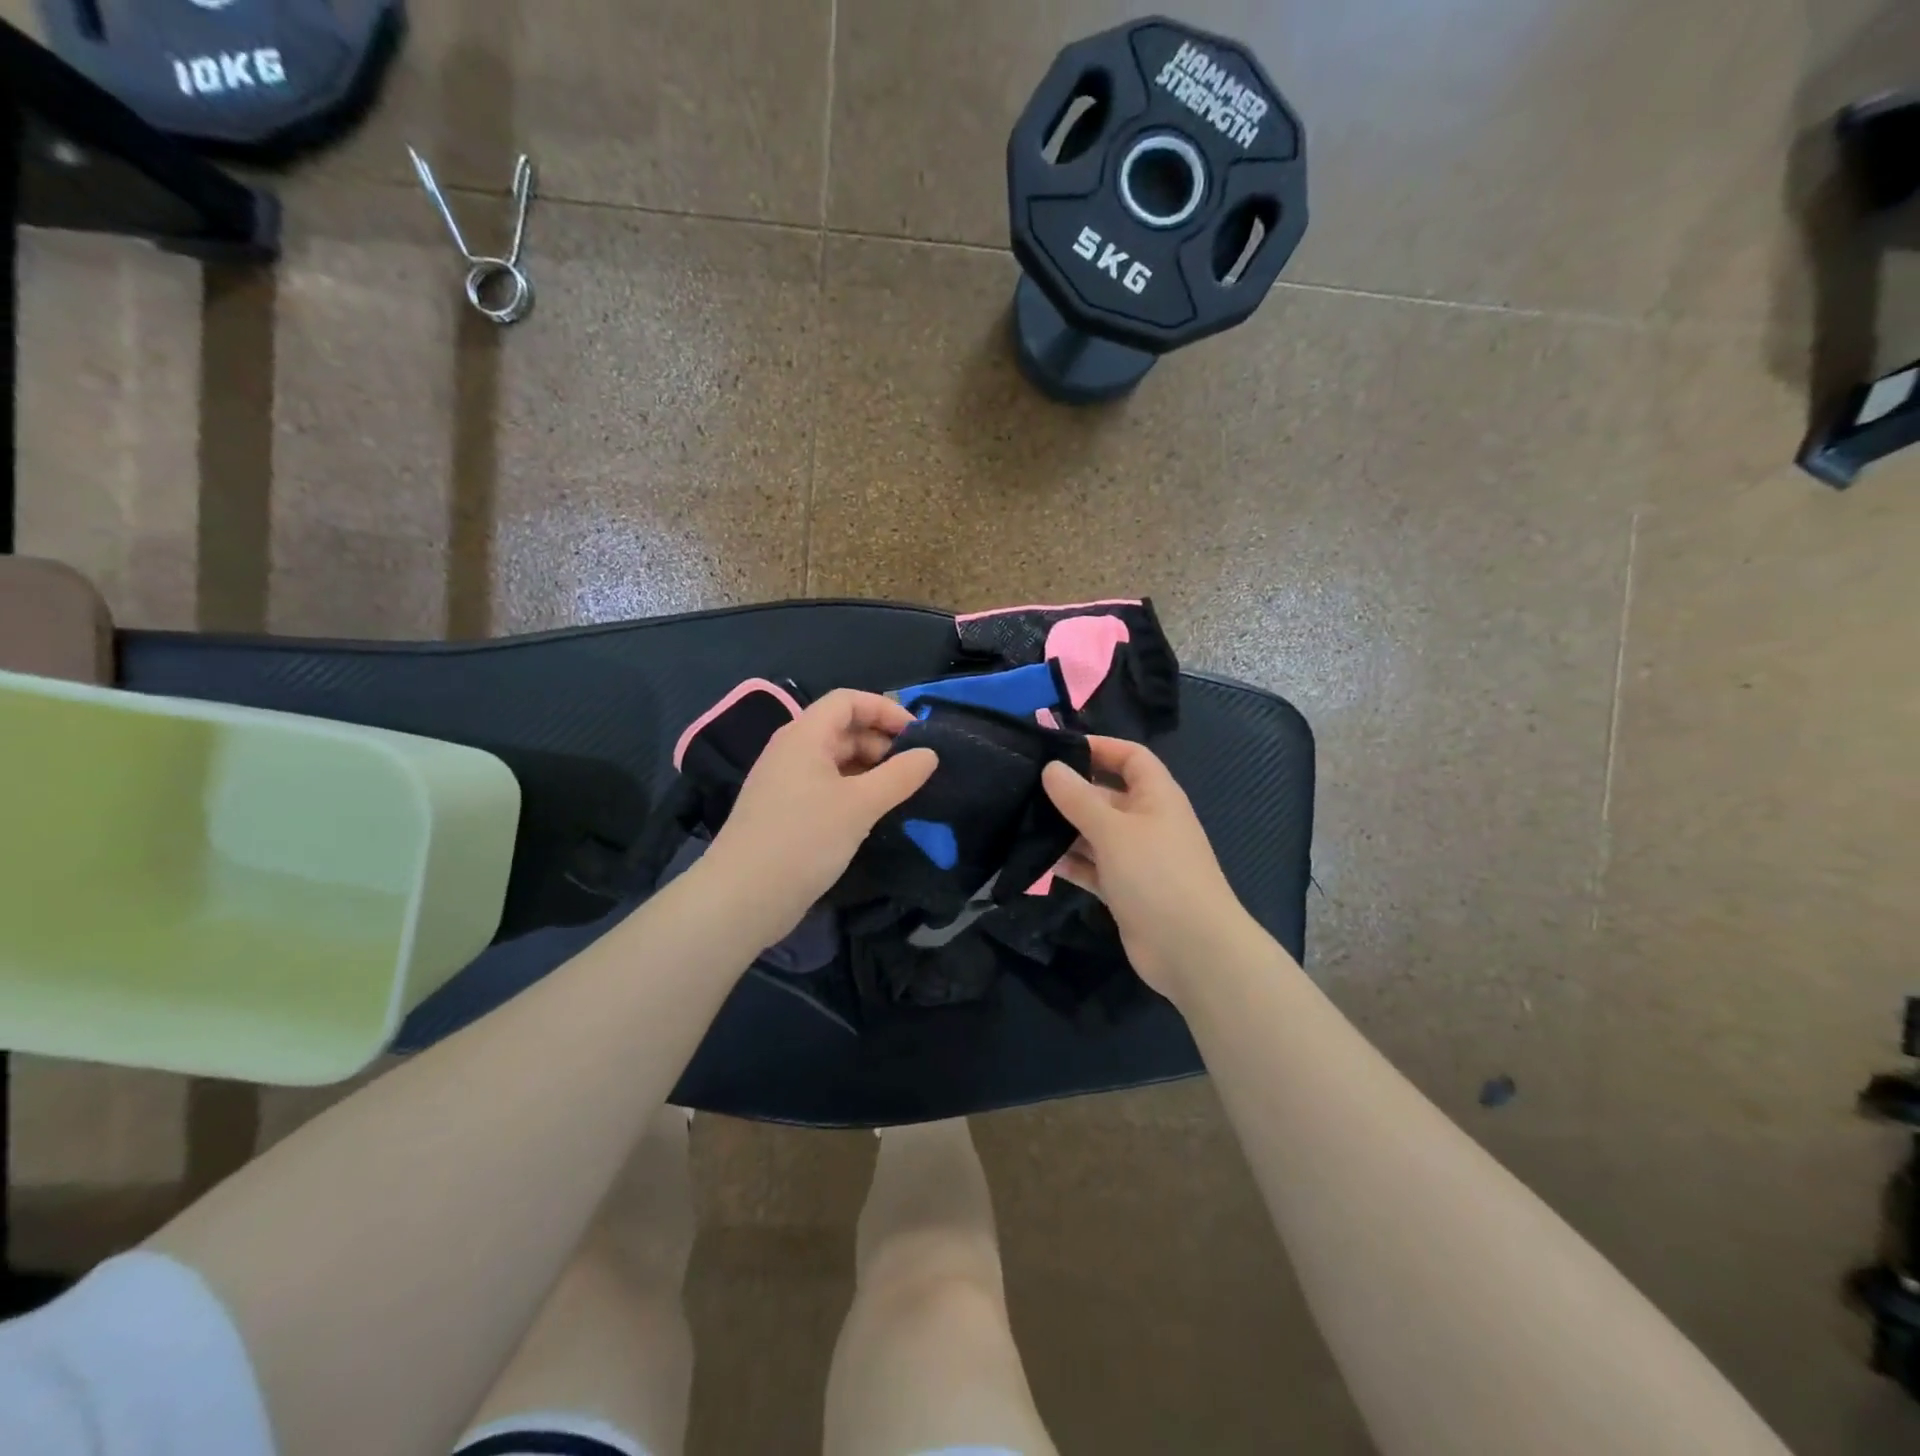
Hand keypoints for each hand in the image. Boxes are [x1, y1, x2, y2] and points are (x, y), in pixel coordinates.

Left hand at [705, 690, 936, 934]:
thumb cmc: (803, 839)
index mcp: (804, 735)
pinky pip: (825, 787)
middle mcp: (791, 751)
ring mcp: (785, 782)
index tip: (918, 735)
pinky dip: (853, 791)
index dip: (885, 709)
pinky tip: (873, 814)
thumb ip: (899, 776)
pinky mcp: (785, 812)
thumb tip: (930, 754)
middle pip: (842, 729)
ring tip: (901, 793)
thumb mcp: (860, 805)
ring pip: (835, 761)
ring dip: (870, 770)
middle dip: (881, 742)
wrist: (742, 898)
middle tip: (915, 770)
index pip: (847, 700)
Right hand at [1042, 738, 1258, 1000]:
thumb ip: (1078, 798)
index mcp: (1156, 796)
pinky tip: (1037, 861)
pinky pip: (1093, 867)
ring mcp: (1137, 858)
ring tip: (1021, 821)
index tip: (1057, 748)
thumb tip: (1050, 767)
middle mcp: (1147, 821)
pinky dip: (1071, 863)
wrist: (1192, 950)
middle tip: (1024, 787)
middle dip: (1071, 791)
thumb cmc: (1156, 875)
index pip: (1130, 757)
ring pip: (1095, 833)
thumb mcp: (1113, 830)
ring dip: (1065, 829)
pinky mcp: (1125, 890)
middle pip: (1106, 795)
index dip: (1099, 747)